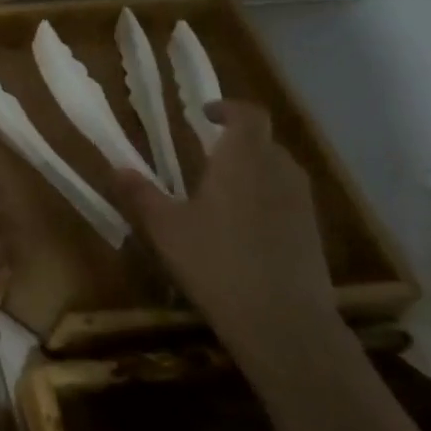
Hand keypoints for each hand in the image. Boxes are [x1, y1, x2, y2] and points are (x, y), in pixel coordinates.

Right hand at [113, 100, 338, 374]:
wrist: (284, 322)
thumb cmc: (216, 262)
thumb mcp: (166, 228)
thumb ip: (141, 194)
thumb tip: (117, 167)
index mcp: (243, 160)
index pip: (248, 114)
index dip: (228, 108)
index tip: (204, 115)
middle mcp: (279, 172)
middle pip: (264, 142)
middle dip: (237, 142)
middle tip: (206, 157)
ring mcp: (302, 204)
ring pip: (278, 171)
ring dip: (253, 171)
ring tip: (222, 192)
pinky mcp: (313, 233)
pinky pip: (288, 200)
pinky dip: (267, 200)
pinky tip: (243, 229)